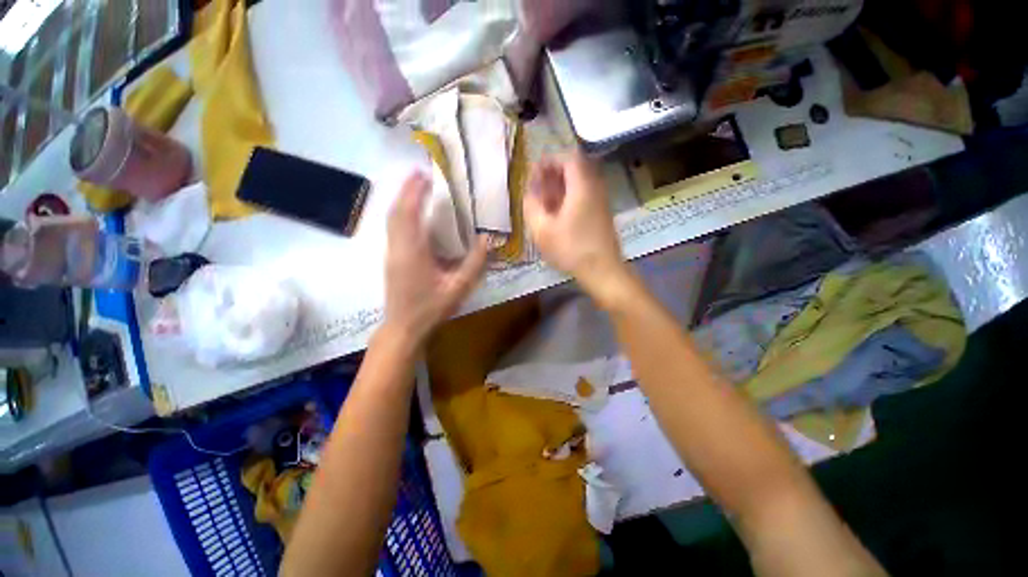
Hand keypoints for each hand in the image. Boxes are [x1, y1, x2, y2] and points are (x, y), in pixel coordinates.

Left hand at [382, 172, 487, 346]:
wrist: (403, 328)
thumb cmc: (431, 309)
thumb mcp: (458, 288)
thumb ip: (475, 263)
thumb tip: (488, 239)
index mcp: (412, 252)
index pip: (410, 213)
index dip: (414, 191)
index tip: (424, 174)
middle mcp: (397, 247)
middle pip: (396, 211)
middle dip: (406, 190)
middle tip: (421, 174)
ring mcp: (391, 253)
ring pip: (392, 219)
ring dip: (402, 200)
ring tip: (417, 188)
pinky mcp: (391, 259)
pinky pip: (393, 228)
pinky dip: (401, 213)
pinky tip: (413, 214)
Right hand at [524, 151, 630, 302]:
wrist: (602, 271)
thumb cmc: (571, 249)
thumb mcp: (542, 229)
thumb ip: (532, 206)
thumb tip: (529, 192)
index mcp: (582, 187)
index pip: (569, 158)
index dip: (550, 161)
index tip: (535, 172)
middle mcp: (594, 188)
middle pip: (575, 169)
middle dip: (553, 174)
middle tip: (537, 186)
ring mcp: (600, 201)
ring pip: (579, 184)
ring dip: (560, 187)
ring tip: (544, 201)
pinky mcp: (601, 214)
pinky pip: (584, 196)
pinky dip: (569, 198)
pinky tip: (557, 214)